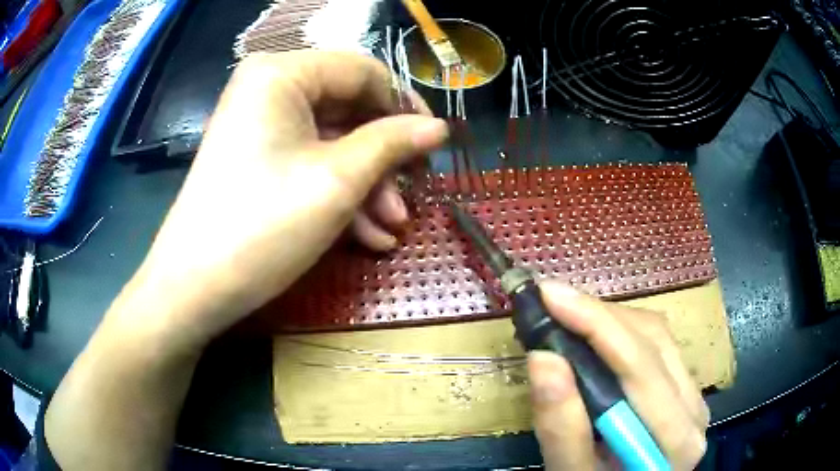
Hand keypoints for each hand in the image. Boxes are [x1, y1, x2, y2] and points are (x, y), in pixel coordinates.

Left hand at [123, 51, 447, 347]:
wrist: (194, 289)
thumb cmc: (262, 225)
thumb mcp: (338, 180)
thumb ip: (393, 143)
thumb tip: (439, 128)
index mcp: (282, 73)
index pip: (363, 72)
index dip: (404, 106)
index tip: (433, 145)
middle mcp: (269, 88)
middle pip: (348, 108)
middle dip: (383, 158)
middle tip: (412, 195)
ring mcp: (261, 124)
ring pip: (332, 142)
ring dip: (366, 184)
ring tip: (390, 228)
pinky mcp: (257, 157)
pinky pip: (308, 162)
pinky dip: (338, 194)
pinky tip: (365, 235)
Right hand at [527, 281, 708, 469]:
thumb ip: (561, 427)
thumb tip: (542, 358)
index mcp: (675, 440)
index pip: (640, 368)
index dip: (596, 325)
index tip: (549, 295)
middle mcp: (694, 409)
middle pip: (653, 342)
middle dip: (598, 315)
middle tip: (550, 301)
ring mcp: (693, 396)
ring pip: (657, 336)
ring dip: (609, 320)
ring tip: (567, 315)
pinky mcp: (684, 389)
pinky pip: (657, 345)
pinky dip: (621, 332)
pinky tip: (595, 335)